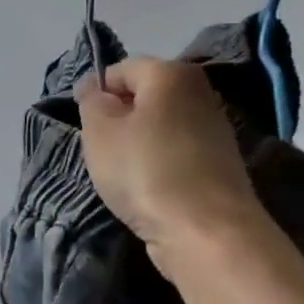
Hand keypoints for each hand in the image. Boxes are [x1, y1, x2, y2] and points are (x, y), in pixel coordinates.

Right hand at [75, 58, 267, 277]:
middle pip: (143, 96)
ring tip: (122, 171)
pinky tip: (147, 186)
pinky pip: (176, 151)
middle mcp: (199, 92)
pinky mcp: (221, 163)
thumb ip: (91, 101)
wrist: (208, 233)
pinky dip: (158, 163)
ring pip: (159, 125)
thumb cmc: (145, 170)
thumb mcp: (99, 130)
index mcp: (171, 73)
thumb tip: (96, 89)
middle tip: (99, 147)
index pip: (120, 69)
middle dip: (118, 117)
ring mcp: (215, 129)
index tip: (82, 123)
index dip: (95, 92)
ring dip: (137, 142)